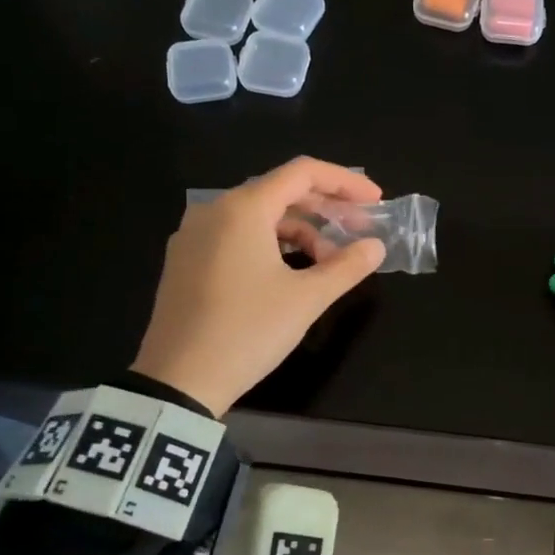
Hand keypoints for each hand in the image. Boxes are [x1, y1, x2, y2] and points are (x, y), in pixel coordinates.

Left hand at [131, 157, 385, 416]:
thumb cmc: (248, 331)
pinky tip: (290, 273)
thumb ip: (346, 266)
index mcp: (242, 209)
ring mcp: (193, 236)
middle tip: (359, 232)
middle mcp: (214, 211)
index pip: (302, 173)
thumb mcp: (306, 299)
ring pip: (258, 217)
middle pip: (279, 192)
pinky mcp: (185, 262)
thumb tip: (376, 247)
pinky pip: (236, 237)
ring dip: (299, 233)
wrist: (178, 381)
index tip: (376, 202)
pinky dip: (270, 245)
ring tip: (327, 265)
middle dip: (325, 209)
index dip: (345, 182)